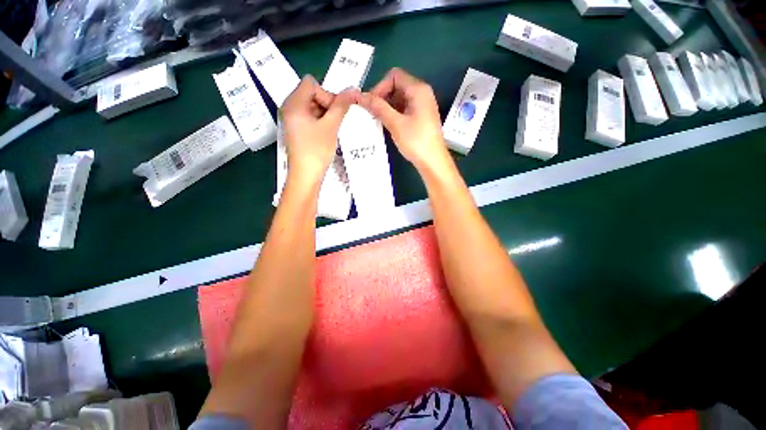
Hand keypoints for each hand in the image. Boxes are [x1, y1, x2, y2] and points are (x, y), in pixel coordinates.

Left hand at [281, 75, 355, 185]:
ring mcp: (292, 120)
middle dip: (327, 105)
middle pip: (311, 94)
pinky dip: (321, 122)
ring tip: (333, 130)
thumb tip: (353, 90)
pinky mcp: (297, 130)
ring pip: (312, 107)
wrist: (306, 176)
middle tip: (336, 122)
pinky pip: (310, 118)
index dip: (326, 94)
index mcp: (294, 103)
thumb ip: (341, 106)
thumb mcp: (331, 126)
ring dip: (326, 115)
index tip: (336, 112)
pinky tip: (327, 134)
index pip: (311, 84)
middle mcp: (289, 108)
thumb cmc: (316, 150)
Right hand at [358, 68, 450, 172]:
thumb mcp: (395, 123)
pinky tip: (388, 124)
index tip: (371, 104)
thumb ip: (378, 107)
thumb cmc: (416, 141)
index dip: (380, 87)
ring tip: (378, 120)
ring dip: (387, 106)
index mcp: (418, 89)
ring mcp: (423, 105)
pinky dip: (395, 113)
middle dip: (383, 97)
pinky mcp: (422, 117)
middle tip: (372, 113)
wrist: (433, 162)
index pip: (394, 76)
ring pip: (400, 98)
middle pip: (397, 85)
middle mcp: (422, 93)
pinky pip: (405, 108)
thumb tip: (360, 96)